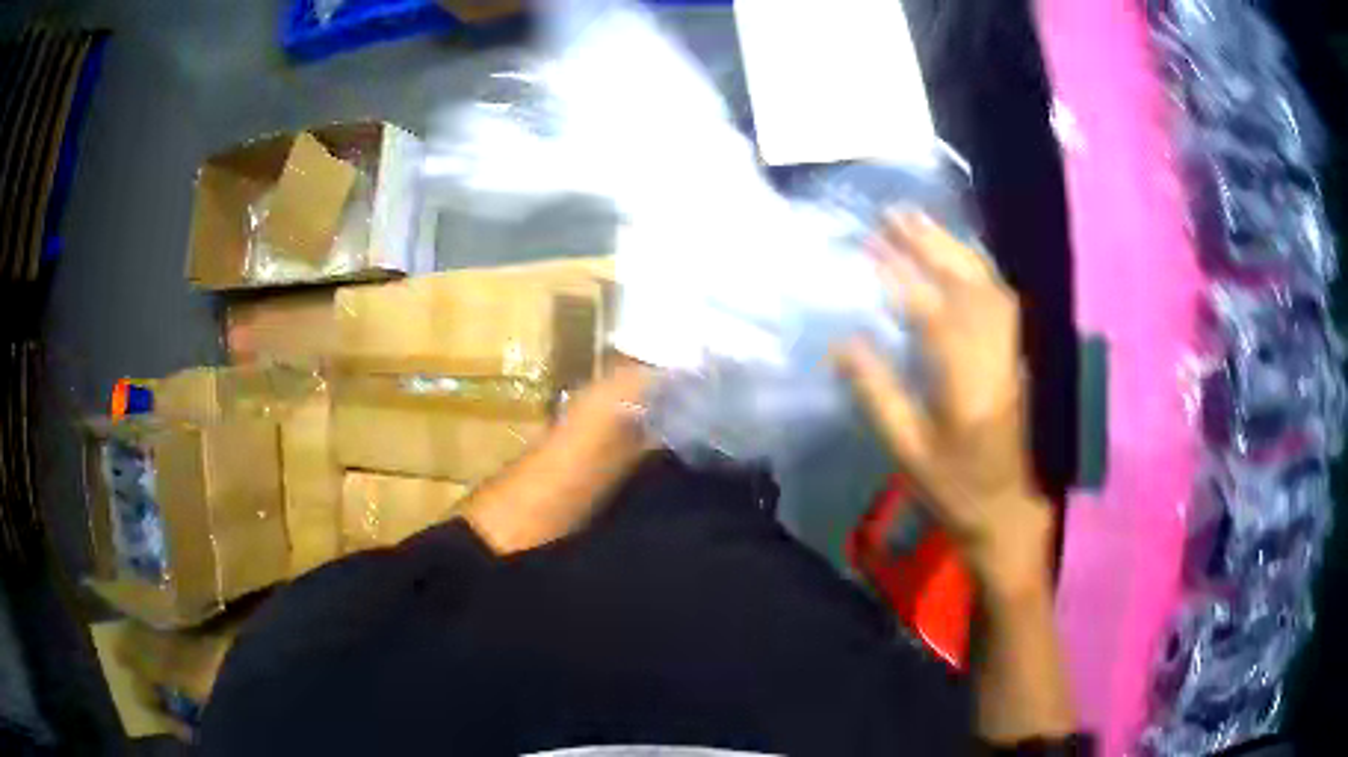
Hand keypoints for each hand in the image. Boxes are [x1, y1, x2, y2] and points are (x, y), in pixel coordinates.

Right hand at [837, 212, 1051, 599]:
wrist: (1006, 506)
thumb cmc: (954, 486)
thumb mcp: (908, 450)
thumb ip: (878, 394)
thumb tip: (843, 344)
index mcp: (965, 382)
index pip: (930, 312)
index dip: (899, 276)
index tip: (869, 247)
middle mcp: (993, 355)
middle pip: (965, 283)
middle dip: (929, 244)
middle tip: (895, 214)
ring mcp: (1010, 350)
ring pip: (987, 283)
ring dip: (953, 248)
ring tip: (920, 223)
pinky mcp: (1015, 353)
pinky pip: (999, 297)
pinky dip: (977, 268)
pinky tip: (958, 257)